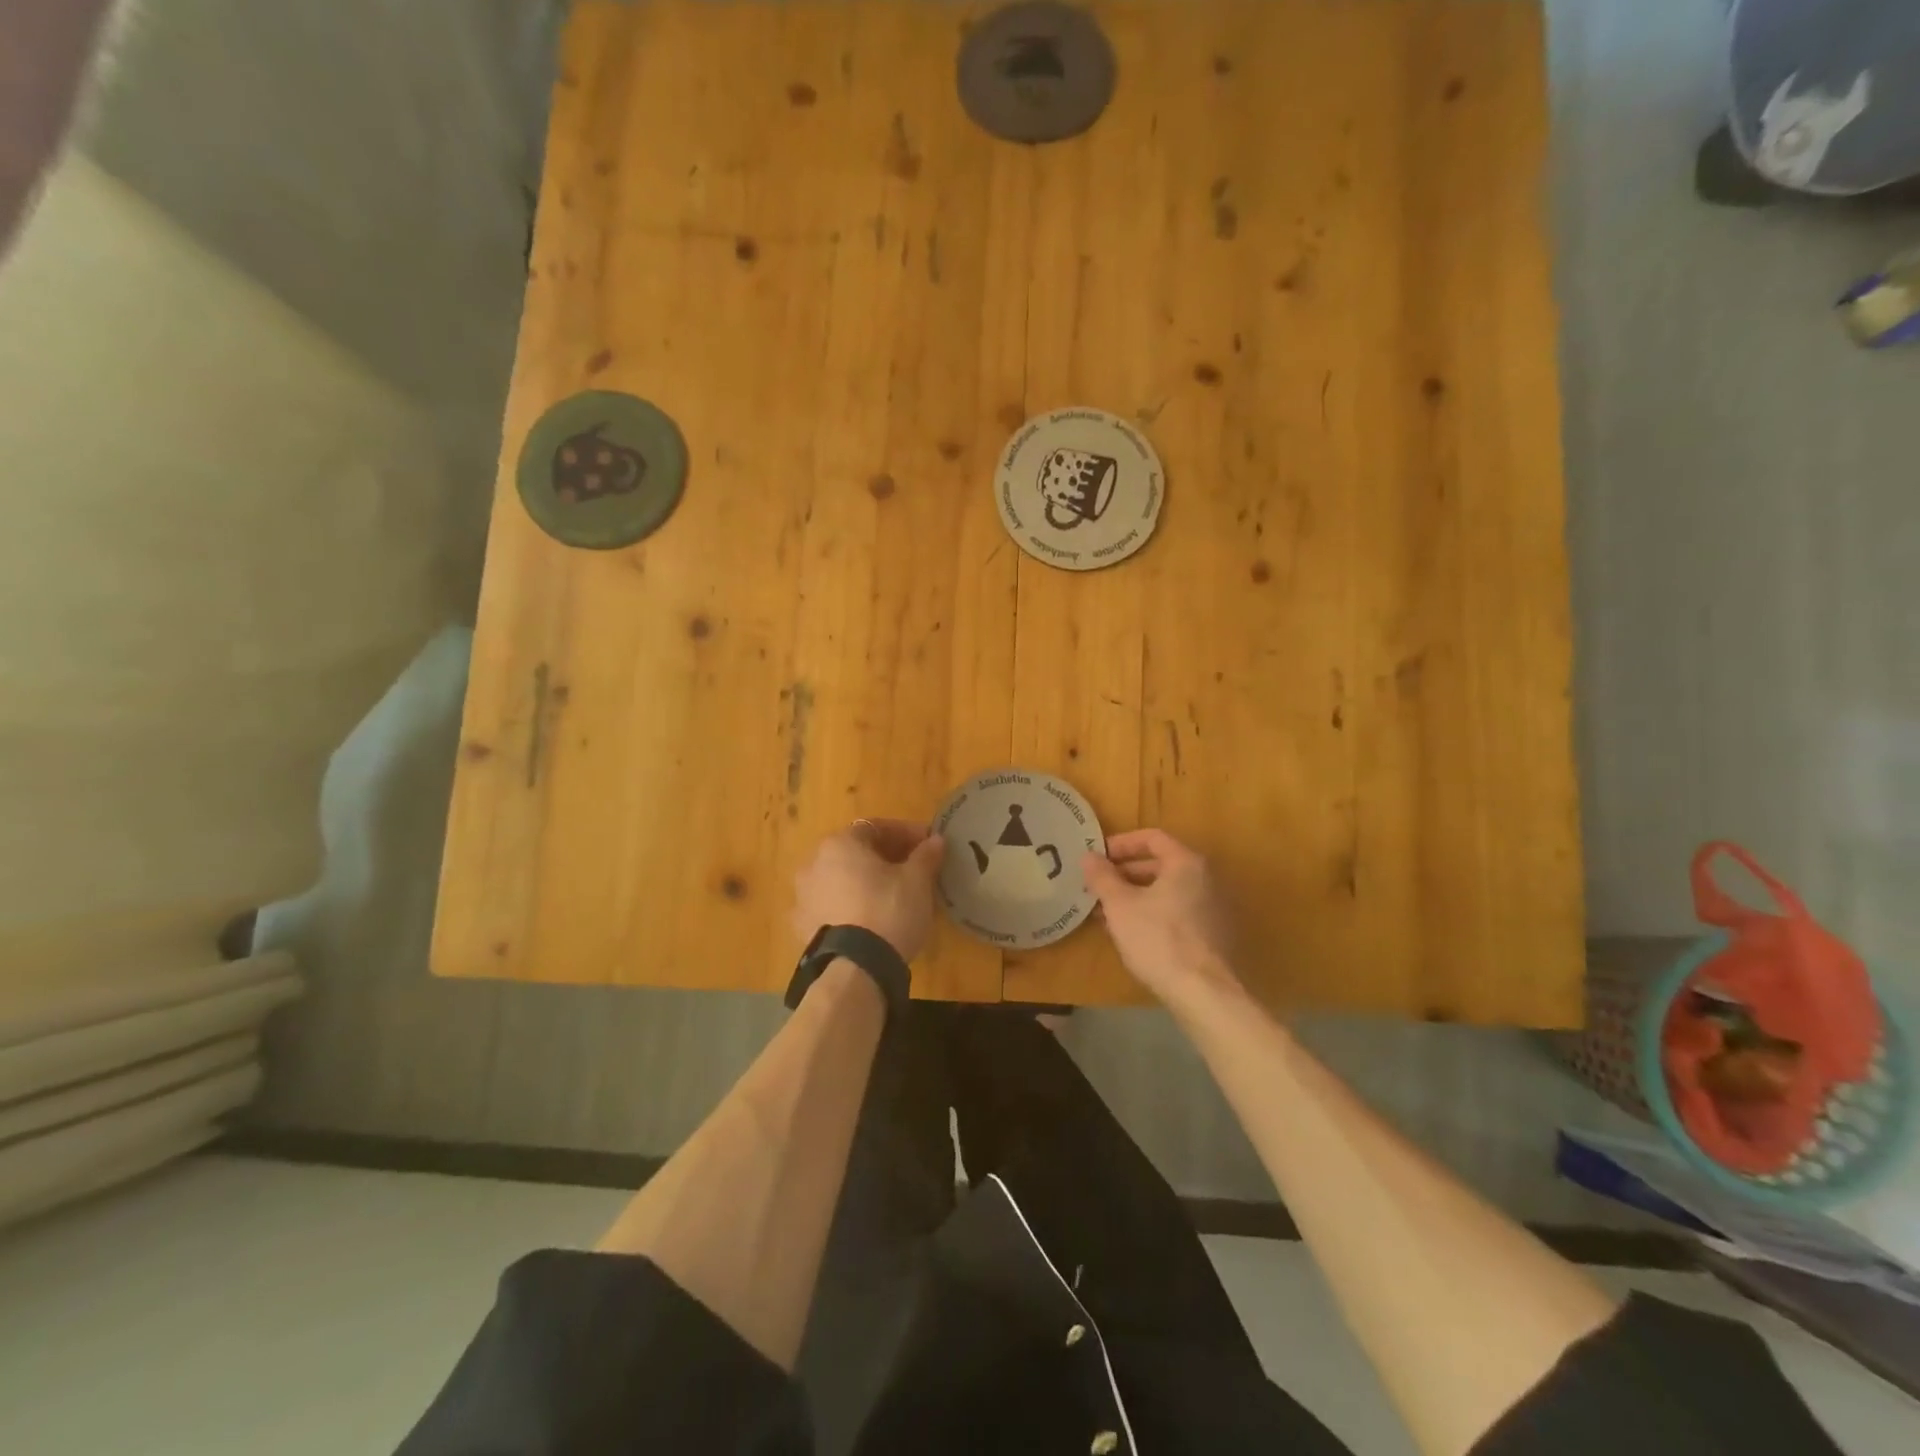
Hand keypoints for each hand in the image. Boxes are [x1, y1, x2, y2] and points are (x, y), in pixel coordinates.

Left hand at [792, 819, 945, 960]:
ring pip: (839, 878)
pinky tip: (865, 919)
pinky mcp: (801, 926)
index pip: (876, 828)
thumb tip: (935, 840)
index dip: (905, 834)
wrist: (856, 968)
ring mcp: (802, 895)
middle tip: (910, 869)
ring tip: (888, 896)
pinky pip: (829, 905)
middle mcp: (813, 862)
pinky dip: (847, 905)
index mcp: (840, 843)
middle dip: (883, 857)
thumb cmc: (889, 910)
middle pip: (854, 852)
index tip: (926, 846)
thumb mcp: (917, 881)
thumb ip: (925, 855)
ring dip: (862, 881)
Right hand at [1082, 829, 1239, 1003]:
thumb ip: (1102, 877)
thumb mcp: (1120, 905)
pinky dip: (1153, 912)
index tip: (1098, 857)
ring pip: (1167, 890)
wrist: (1203, 992)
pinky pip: (1178, 910)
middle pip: (1161, 864)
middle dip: (1125, 873)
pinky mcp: (1214, 934)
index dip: (1121, 844)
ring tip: (1107, 911)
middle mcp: (1206, 878)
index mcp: (1186, 863)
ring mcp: (1214, 907)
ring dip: (1136, 895)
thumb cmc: (1158, 939)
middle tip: (1098, 886)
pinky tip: (1131, 932)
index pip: (1152, 838)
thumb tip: (1088, 856)